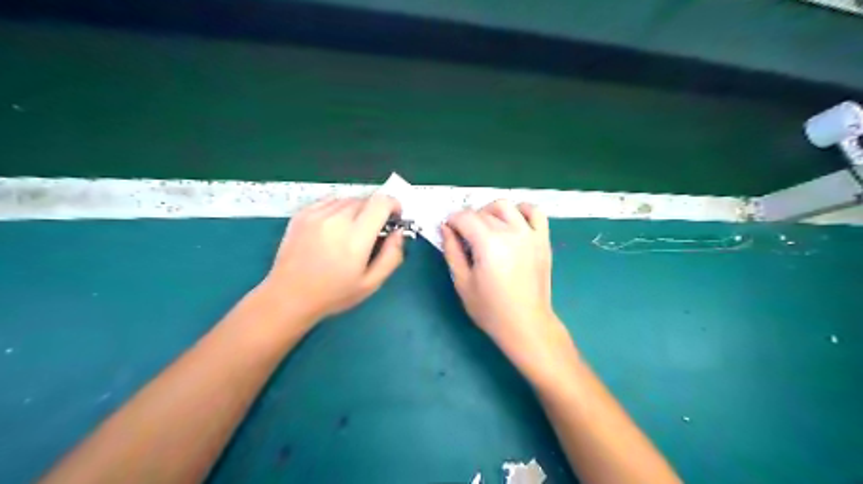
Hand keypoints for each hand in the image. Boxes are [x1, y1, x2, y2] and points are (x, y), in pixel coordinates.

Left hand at [259, 195, 405, 325]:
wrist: (289, 296)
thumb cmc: (333, 294)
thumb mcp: (371, 283)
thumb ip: (392, 256)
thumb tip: (398, 232)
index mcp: (355, 238)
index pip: (381, 202)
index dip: (393, 205)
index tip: (394, 218)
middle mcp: (336, 219)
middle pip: (366, 199)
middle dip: (375, 211)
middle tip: (372, 231)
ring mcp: (316, 214)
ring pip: (348, 199)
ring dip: (357, 210)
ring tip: (351, 231)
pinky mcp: (302, 213)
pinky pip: (329, 201)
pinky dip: (338, 209)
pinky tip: (334, 228)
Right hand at [442, 201, 575, 385]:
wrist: (526, 324)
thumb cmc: (490, 309)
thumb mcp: (462, 282)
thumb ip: (452, 251)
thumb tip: (445, 228)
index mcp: (488, 243)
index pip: (464, 217)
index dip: (451, 220)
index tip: (448, 230)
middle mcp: (510, 232)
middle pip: (483, 212)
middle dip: (468, 219)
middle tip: (464, 236)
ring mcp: (530, 234)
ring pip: (506, 205)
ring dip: (491, 210)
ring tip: (486, 227)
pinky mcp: (543, 239)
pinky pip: (535, 212)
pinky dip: (522, 210)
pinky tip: (513, 222)